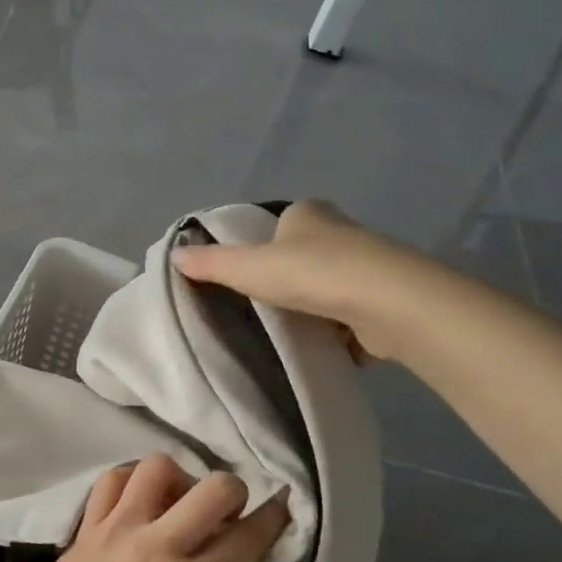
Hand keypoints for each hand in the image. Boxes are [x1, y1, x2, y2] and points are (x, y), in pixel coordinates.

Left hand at [0, 455, 289, 561]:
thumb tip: (217, 556)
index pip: (244, 539)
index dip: (271, 519)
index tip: (279, 505)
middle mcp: (157, 547)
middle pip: (213, 488)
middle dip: (231, 490)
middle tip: (224, 509)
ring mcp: (117, 530)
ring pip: (159, 466)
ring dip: (178, 478)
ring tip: (173, 500)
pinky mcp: (86, 527)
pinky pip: (113, 481)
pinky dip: (131, 481)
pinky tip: (134, 500)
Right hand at [171, 199, 429, 361]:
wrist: (387, 303)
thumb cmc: (312, 272)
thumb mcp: (248, 267)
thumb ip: (211, 264)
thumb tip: (174, 255)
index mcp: (309, 213)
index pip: (280, 222)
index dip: (262, 244)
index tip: (247, 273)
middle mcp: (343, 232)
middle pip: (307, 254)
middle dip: (289, 277)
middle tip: (262, 305)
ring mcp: (369, 267)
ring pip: (331, 285)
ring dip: (314, 306)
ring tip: (288, 330)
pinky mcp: (386, 302)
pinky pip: (353, 316)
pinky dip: (338, 332)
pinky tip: (321, 348)